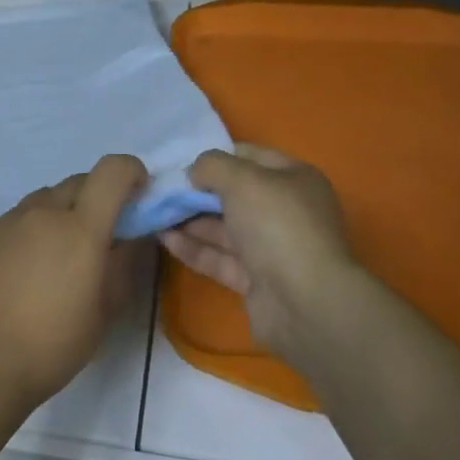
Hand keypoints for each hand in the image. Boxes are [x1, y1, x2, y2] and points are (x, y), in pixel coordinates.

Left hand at [0, 154, 147, 411]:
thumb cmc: (53, 344)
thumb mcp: (105, 310)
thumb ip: (124, 264)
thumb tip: (134, 236)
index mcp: (80, 227)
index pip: (112, 171)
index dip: (132, 172)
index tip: (138, 195)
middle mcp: (42, 212)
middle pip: (78, 182)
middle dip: (98, 197)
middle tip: (100, 235)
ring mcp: (7, 221)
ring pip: (44, 200)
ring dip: (61, 213)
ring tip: (58, 256)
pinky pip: (16, 220)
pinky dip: (31, 231)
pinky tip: (24, 271)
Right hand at [158, 144, 367, 363]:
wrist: (305, 303)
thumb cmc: (277, 225)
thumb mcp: (242, 179)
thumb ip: (212, 166)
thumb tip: (195, 172)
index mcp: (293, 178)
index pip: (250, 156)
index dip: (216, 156)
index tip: (181, 162)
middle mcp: (285, 210)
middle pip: (234, 194)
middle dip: (198, 191)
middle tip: (161, 190)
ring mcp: (271, 247)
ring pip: (224, 228)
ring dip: (190, 220)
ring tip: (154, 213)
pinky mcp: (256, 280)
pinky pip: (219, 257)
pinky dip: (193, 247)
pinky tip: (164, 239)